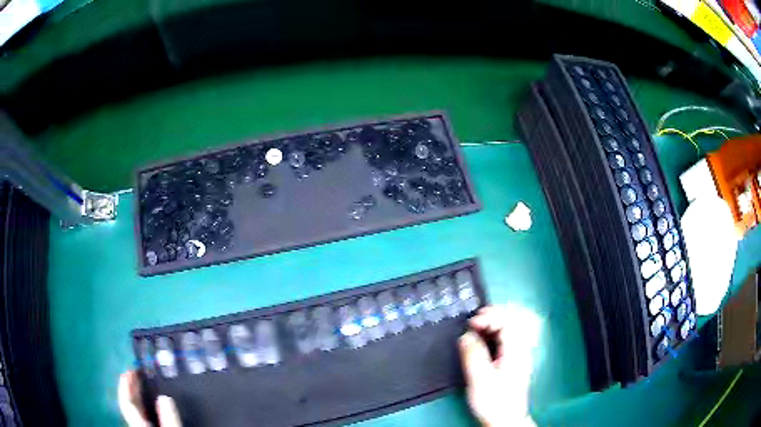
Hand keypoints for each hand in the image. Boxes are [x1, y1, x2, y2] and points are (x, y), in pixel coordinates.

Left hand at [118, 371, 181, 426]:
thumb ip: (169, 420)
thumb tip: (165, 397)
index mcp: (139, 425)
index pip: (127, 403)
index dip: (126, 386)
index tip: (129, 371)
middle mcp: (138, 426)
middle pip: (130, 405)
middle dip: (131, 387)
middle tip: (137, 372)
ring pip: (136, 410)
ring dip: (138, 395)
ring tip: (142, 382)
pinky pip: (144, 415)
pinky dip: (145, 405)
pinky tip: (151, 402)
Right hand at [459, 306, 538, 426]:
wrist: (506, 420)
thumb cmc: (494, 401)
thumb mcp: (480, 379)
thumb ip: (473, 355)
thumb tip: (466, 336)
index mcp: (516, 351)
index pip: (508, 323)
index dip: (490, 317)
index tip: (472, 322)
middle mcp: (521, 350)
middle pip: (512, 323)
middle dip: (493, 316)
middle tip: (474, 320)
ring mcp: (519, 356)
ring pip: (510, 331)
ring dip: (493, 324)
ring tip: (476, 326)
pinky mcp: (514, 362)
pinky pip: (507, 340)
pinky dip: (495, 334)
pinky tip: (484, 339)